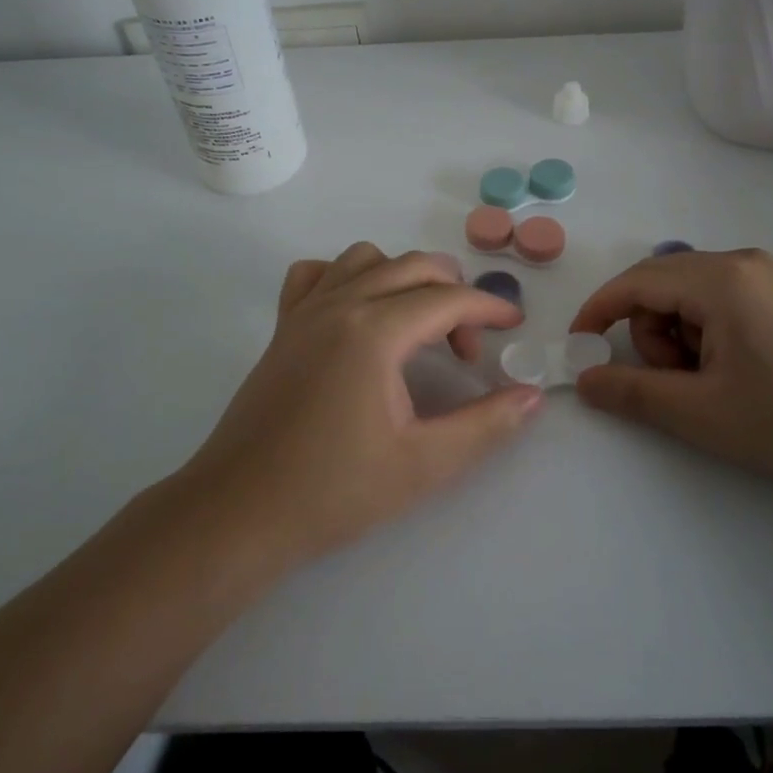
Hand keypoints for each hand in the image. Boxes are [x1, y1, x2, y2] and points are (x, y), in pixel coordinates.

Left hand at [178, 244, 542, 564]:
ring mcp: (305, 311)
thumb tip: (533, 395)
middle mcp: (340, 305)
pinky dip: (346, 277)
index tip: (514, 324)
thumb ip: (486, 425)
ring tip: (417, 325)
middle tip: (467, 348)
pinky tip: (357, 313)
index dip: (489, 306)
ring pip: (366, 259)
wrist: (239, 513)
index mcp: (375, 331)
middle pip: (413, 267)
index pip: (447, 298)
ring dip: (404, 278)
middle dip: (453, 294)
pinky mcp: (282, 327)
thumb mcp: (424, 464)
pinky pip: (317, 274)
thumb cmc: (334, 491)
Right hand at [569, 248, 772, 486]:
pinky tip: (742, 367)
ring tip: (717, 380)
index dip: (599, 310)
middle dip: (652, 331)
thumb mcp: (702, 413)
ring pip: (695, 291)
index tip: (580, 344)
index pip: (637, 281)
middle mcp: (745, 261)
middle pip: (665, 283)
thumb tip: (585, 379)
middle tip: (679, 382)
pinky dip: (713, 328)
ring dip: (684, 333)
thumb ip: (633, 392)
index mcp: (722, 279)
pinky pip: (728, 296)